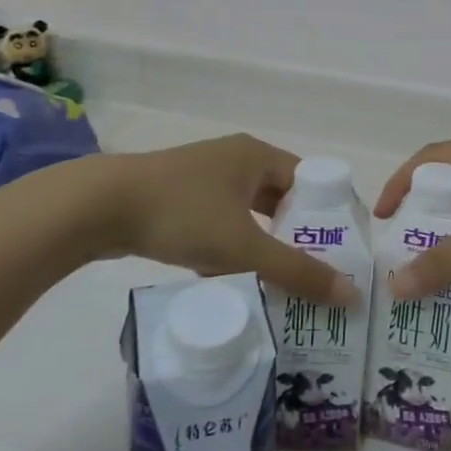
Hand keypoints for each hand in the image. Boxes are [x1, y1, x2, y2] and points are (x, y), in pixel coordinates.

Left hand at [98, 134, 360, 306]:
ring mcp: (204, 177)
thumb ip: (297, 271)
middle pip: (280, 198)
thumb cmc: (182, 214)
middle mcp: (235, 159)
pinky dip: (231, 246)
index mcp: (257, 155)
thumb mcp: (244, 247)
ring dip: (263, 243)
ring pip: (248, 213)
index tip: (341, 253)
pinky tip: (232, 277)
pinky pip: (220, 221)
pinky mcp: (178, 197)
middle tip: (316, 273)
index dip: (328, 214)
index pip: (309, 180)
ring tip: (281, 281)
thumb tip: (352, 295)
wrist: (98, 207)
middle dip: (296, 235)